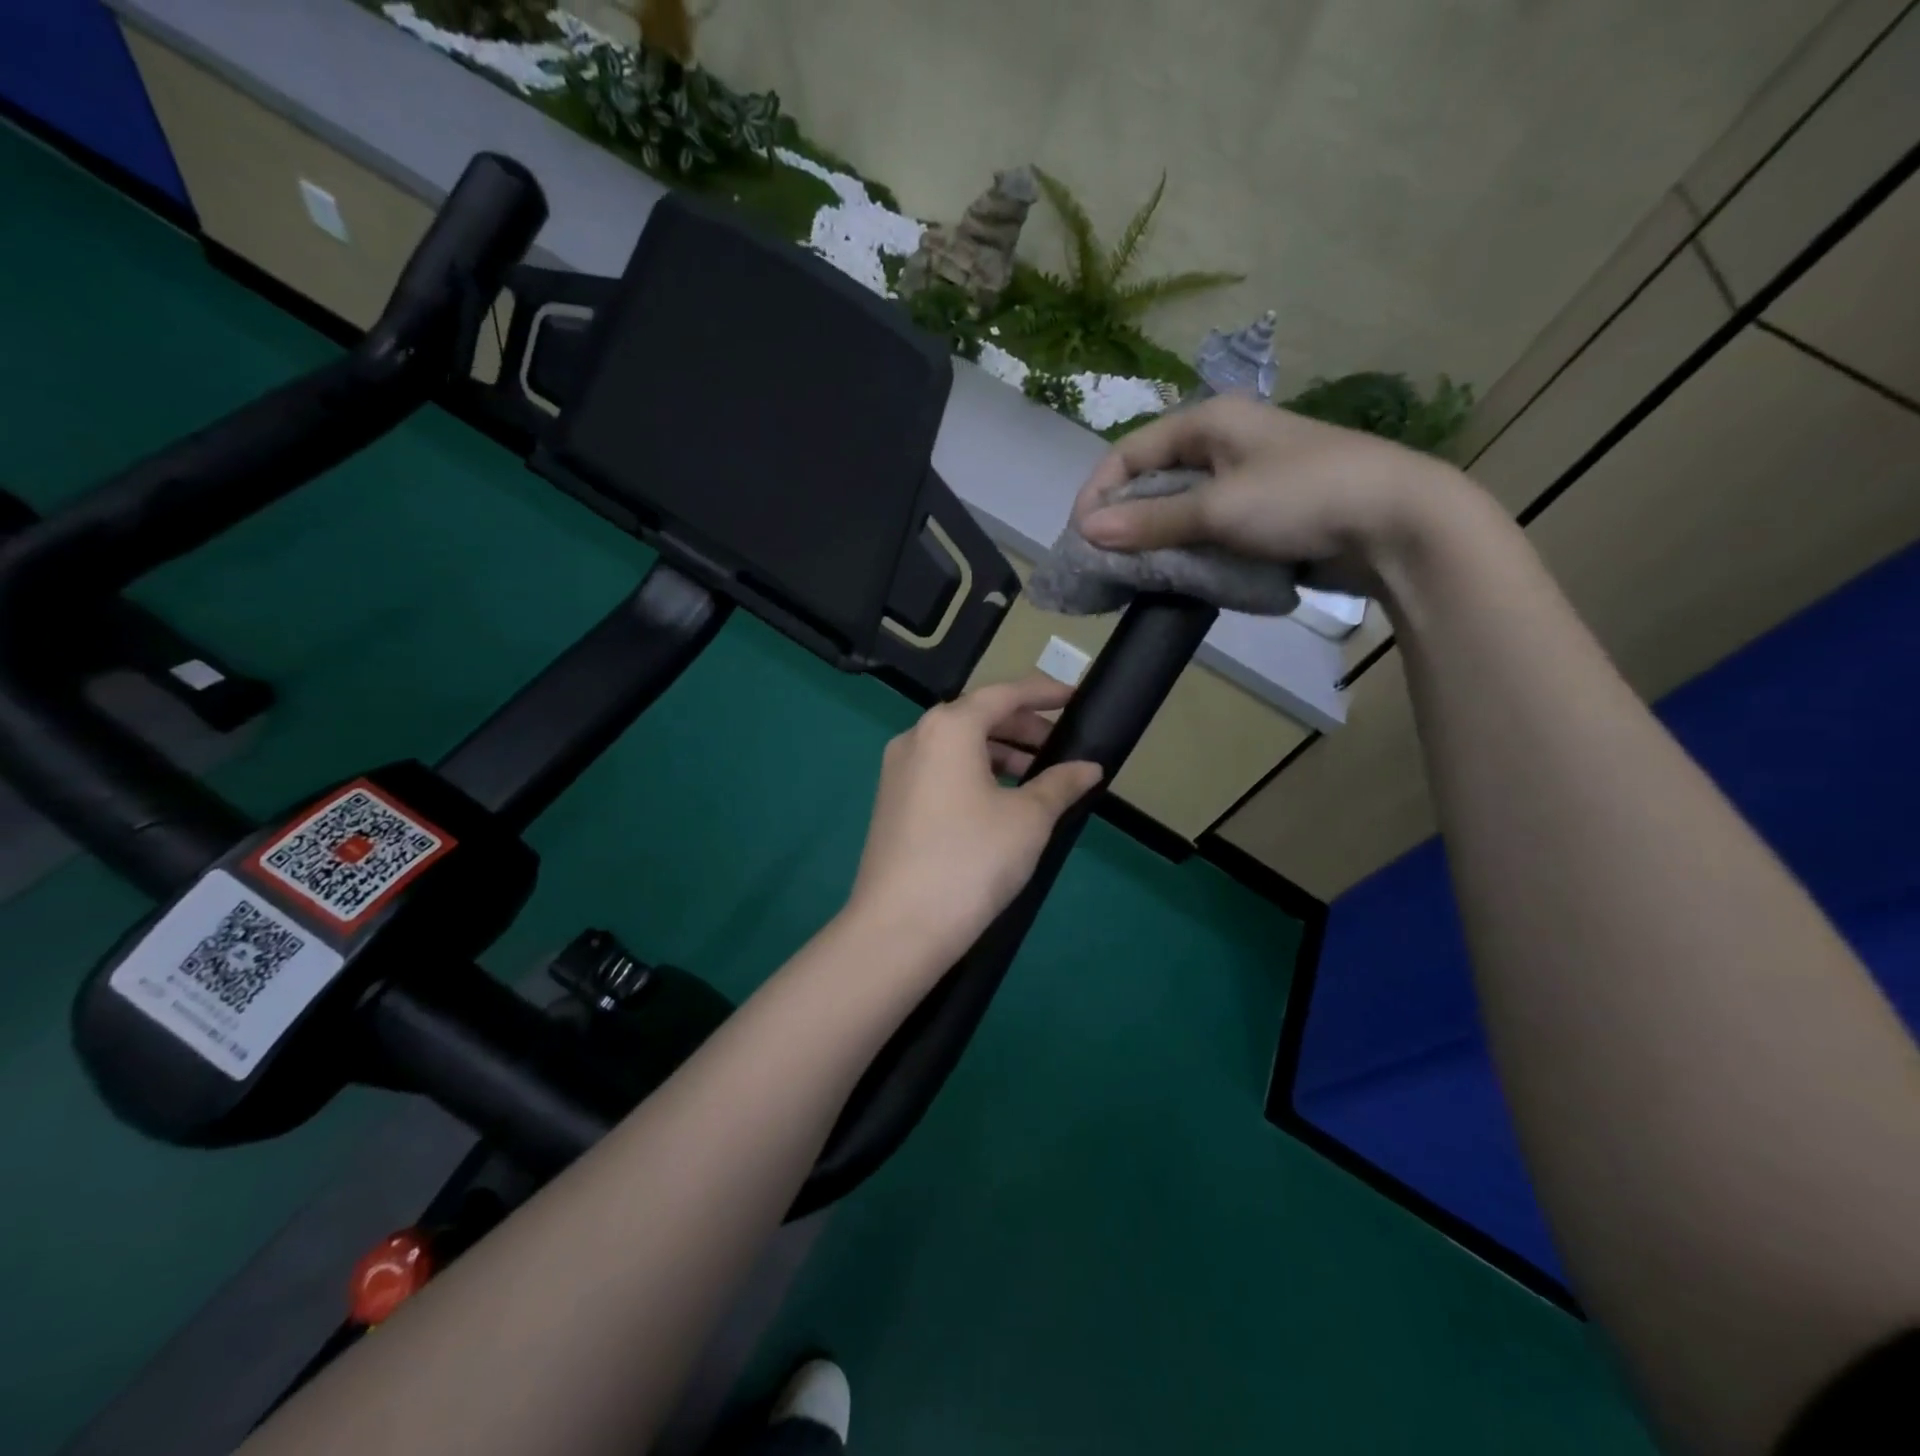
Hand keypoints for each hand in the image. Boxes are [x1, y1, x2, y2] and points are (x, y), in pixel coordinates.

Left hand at [846, 676, 1103, 963]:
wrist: (900, 927)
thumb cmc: (971, 860)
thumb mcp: (1029, 819)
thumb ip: (1061, 783)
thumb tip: (1089, 767)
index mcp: (948, 727)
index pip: (1003, 694)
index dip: (1043, 693)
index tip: (1075, 697)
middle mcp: (916, 737)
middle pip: (978, 717)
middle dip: (1023, 728)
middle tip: (1061, 749)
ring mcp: (898, 770)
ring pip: (958, 746)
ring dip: (1000, 754)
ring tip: (1037, 779)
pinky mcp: (892, 801)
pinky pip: (941, 770)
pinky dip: (975, 774)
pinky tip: (1001, 802)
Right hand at [1072, 394, 1483, 597]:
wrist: (1396, 523)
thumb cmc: (1302, 497)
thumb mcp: (1218, 508)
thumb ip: (1150, 521)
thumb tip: (1086, 530)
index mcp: (1209, 422)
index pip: (1129, 452)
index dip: (1098, 492)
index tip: (1079, 538)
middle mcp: (1222, 444)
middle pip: (1151, 481)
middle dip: (1123, 521)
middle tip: (1103, 562)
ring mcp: (1243, 480)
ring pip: (1177, 510)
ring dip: (1154, 541)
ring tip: (1134, 575)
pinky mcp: (1260, 514)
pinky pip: (1206, 530)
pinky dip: (1186, 551)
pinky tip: (1176, 576)